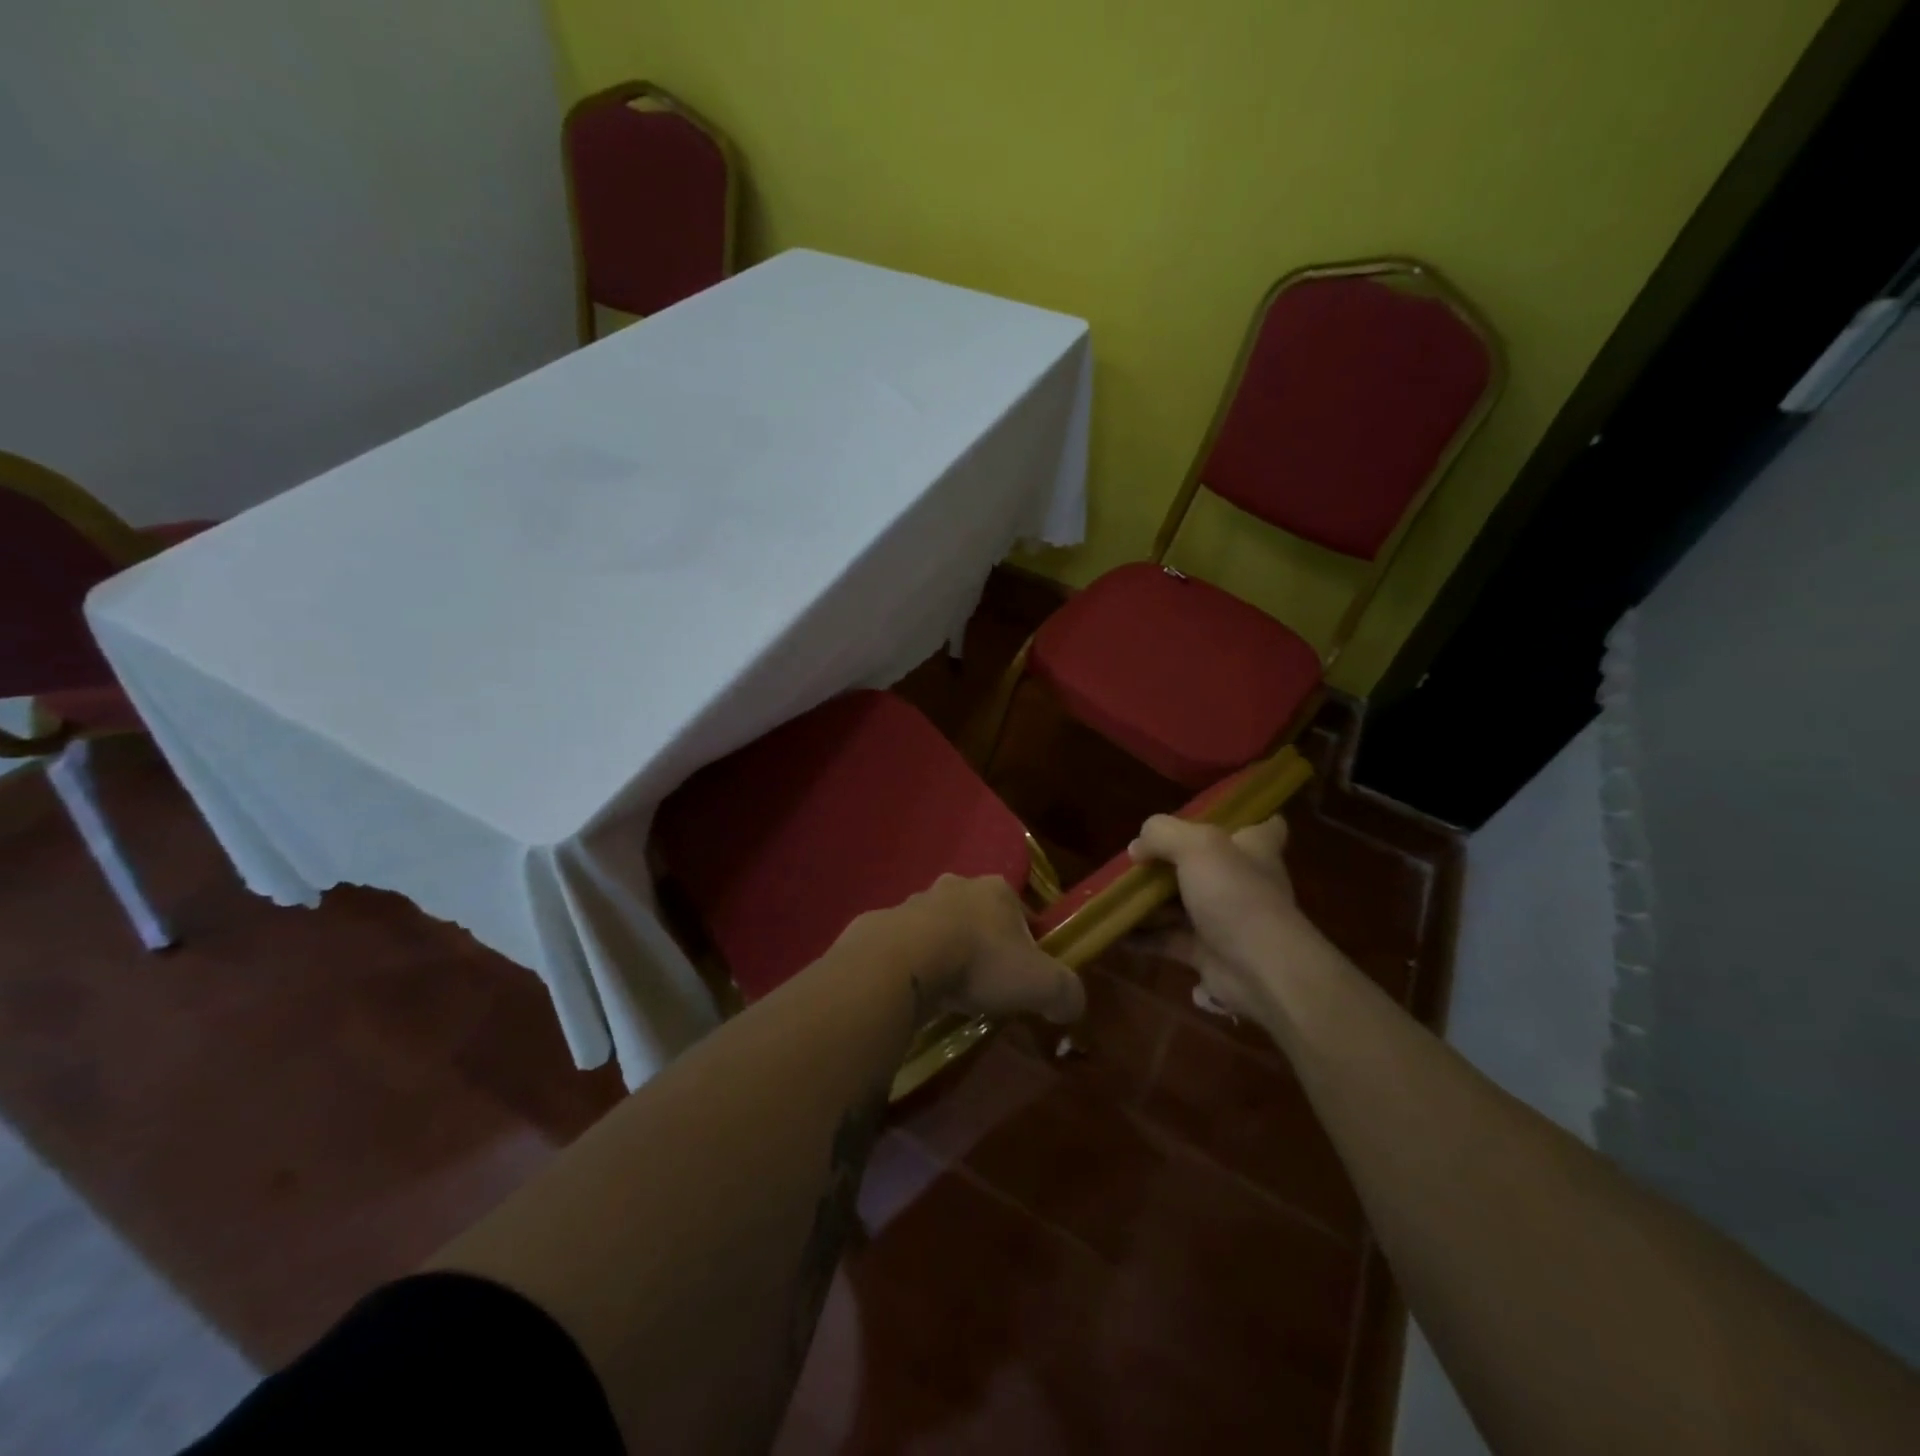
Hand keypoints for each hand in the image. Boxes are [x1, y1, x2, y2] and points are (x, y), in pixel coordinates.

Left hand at [888, 875, 1085, 1024]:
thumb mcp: (1041, 984)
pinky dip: (915, 962)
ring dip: (947, 950)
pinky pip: (908, 944)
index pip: (1023, 912)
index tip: (1027, 974)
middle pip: (980, 915)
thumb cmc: (981, 963)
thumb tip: (1071, 1006)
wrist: (906, 960)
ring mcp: (917, 900)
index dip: (1029, 942)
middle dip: (985, 943)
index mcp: (997, 890)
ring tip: (950, 989)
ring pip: (941, 926)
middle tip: (987, 982)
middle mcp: (958, 886)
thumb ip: (1067, 993)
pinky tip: (919, 988)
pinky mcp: (885, 922)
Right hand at [1126, 814, 1328, 1025]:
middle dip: (1170, 862)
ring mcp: (1224, 918)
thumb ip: (1162, 834)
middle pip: (1206, 864)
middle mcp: (1242, 881)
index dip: (1241, 820)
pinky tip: (1114, 930)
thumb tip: (1137, 847)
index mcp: (1253, 848)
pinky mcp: (1206, 952)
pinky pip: (1167, 939)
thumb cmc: (1235, 894)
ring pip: (1181, 903)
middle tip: (1135, 859)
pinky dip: (1142, 936)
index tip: (1211, 818)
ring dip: (1149, 901)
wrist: (1260, 969)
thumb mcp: (1196, 846)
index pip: (1263, 826)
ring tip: (1113, 893)